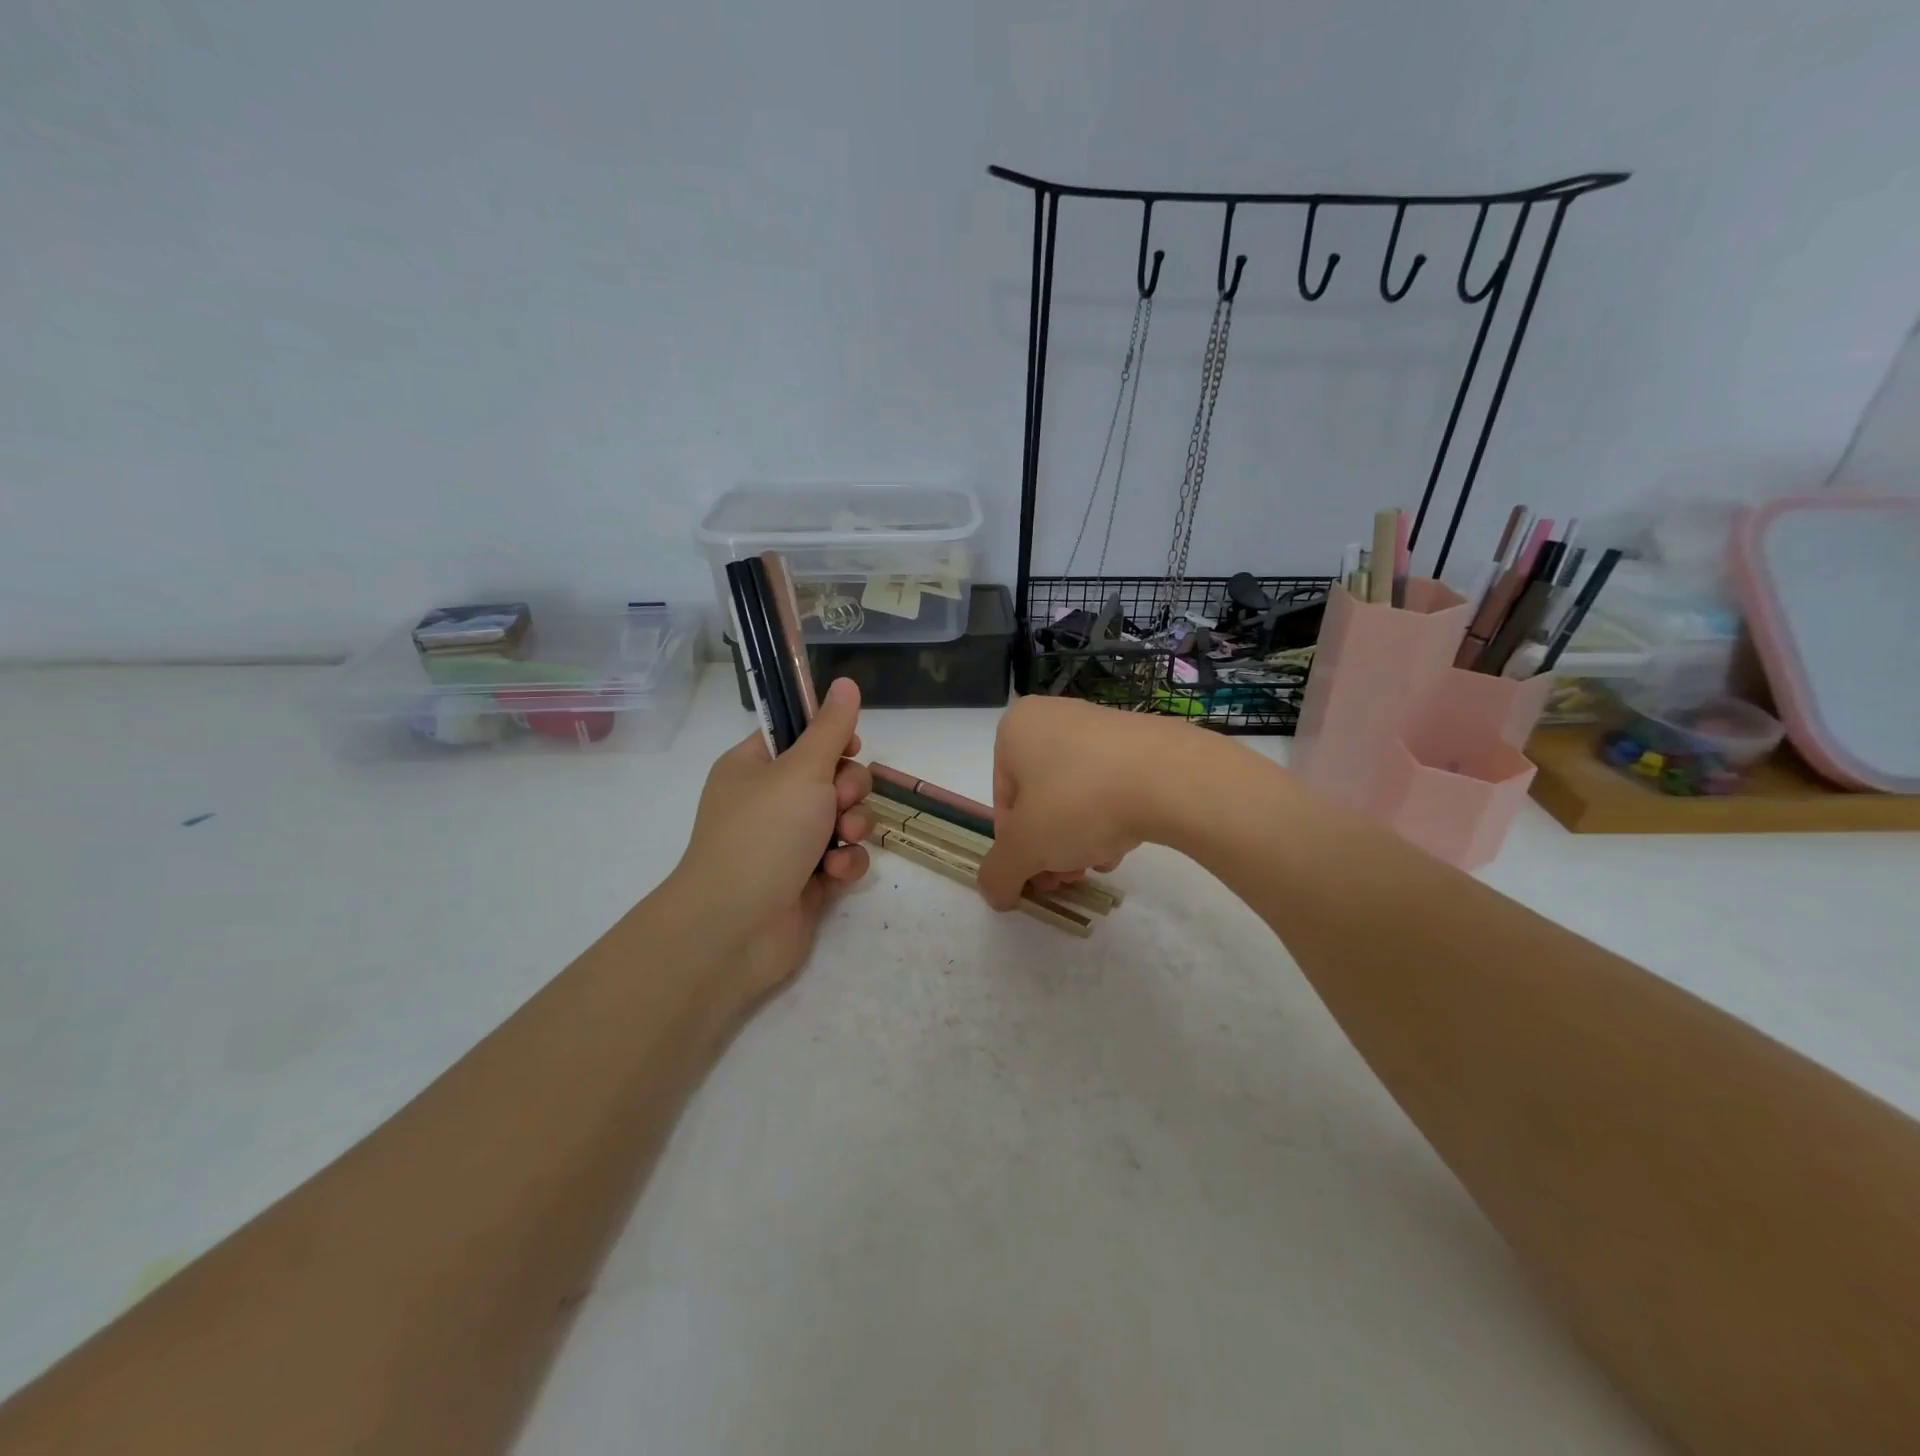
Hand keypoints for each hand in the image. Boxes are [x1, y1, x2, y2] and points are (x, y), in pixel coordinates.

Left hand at [673, 678, 873, 998]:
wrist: (736, 928)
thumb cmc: (764, 834)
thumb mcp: (802, 770)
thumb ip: (831, 729)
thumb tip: (846, 682)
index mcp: (753, 768)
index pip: (798, 737)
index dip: (829, 738)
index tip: (850, 746)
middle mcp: (770, 802)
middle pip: (831, 777)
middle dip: (848, 789)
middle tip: (840, 801)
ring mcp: (788, 843)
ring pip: (843, 818)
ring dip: (853, 826)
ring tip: (842, 840)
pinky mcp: (807, 880)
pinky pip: (842, 857)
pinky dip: (845, 863)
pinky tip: (835, 874)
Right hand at [977, 696, 1185, 911]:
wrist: (1172, 777)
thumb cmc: (1080, 801)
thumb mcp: (1026, 847)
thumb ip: (999, 873)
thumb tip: (995, 894)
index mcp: (1016, 729)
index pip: (1004, 802)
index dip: (1017, 847)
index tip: (1038, 875)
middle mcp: (1054, 717)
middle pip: (1040, 801)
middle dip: (1050, 847)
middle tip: (1068, 878)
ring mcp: (1101, 725)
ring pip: (1076, 797)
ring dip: (1080, 838)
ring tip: (1100, 863)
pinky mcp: (1141, 741)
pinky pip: (1111, 786)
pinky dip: (1112, 818)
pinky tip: (1125, 844)